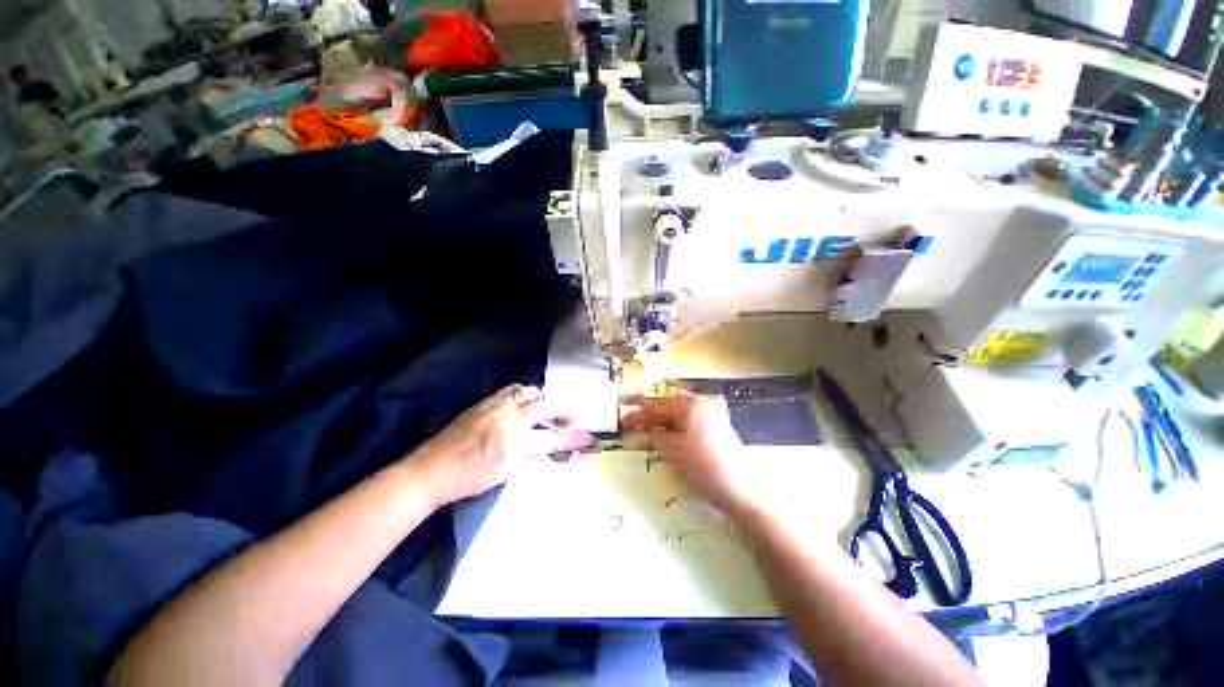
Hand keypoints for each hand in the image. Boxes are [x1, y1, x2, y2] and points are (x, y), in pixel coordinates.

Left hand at [416, 385, 594, 505]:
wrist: (430, 470)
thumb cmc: (468, 478)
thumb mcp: (505, 474)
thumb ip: (530, 455)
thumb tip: (547, 447)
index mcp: (513, 441)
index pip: (553, 437)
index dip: (574, 438)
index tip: (590, 438)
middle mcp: (507, 417)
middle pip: (545, 404)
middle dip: (563, 410)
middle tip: (571, 419)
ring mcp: (495, 406)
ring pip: (528, 392)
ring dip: (543, 399)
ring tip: (548, 409)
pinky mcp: (484, 402)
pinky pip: (511, 390)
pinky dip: (524, 394)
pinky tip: (524, 402)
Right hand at [621, 392, 758, 515]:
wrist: (740, 491)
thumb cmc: (704, 469)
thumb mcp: (672, 451)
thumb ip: (655, 434)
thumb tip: (644, 426)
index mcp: (692, 405)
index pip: (659, 402)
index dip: (638, 404)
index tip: (622, 402)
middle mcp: (703, 403)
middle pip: (669, 405)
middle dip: (648, 413)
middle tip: (629, 421)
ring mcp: (712, 413)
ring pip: (678, 412)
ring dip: (660, 419)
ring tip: (643, 427)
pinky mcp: (716, 425)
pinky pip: (689, 419)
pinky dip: (674, 425)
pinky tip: (664, 431)